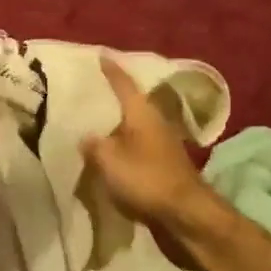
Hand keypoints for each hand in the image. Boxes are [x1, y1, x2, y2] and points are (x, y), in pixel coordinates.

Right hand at [80, 56, 212, 227]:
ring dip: (116, 125)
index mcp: (142, 113)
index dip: (111, 70)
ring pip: (133, 127)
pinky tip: (108, 154)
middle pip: (130, 104)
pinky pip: (136, 148)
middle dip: (112, 98)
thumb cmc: (146, 179)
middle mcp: (154, 122)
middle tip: (90, 92)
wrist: (185, 214)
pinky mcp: (162, 165)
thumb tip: (85, 136)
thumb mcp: (109, 160)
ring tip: (93, 124)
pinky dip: (121, 146)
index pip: (124, 84)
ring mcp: (161, 145)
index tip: (100, 55)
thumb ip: (93, 145)